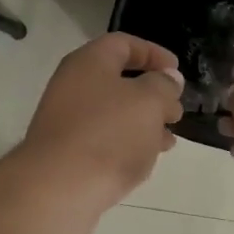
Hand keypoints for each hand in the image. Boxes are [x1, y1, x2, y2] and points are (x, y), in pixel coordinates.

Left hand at [20, 33, 184, 211]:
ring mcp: (66, 121)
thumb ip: (163, 85)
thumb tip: (168, 79)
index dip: (153, 53)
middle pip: (118, 80)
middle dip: (152, 94)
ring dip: (143, 123)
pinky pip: (103, 140)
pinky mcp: (67, 154)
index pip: (123, 43)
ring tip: (168, 140)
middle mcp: (73, 86)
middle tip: (176, 111)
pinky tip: (146, 161)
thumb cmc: (107, 134)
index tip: (177, 71)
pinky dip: (127, 145)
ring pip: (113, 114)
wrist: (57, 190)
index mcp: (89, 63)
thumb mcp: (148, 102)